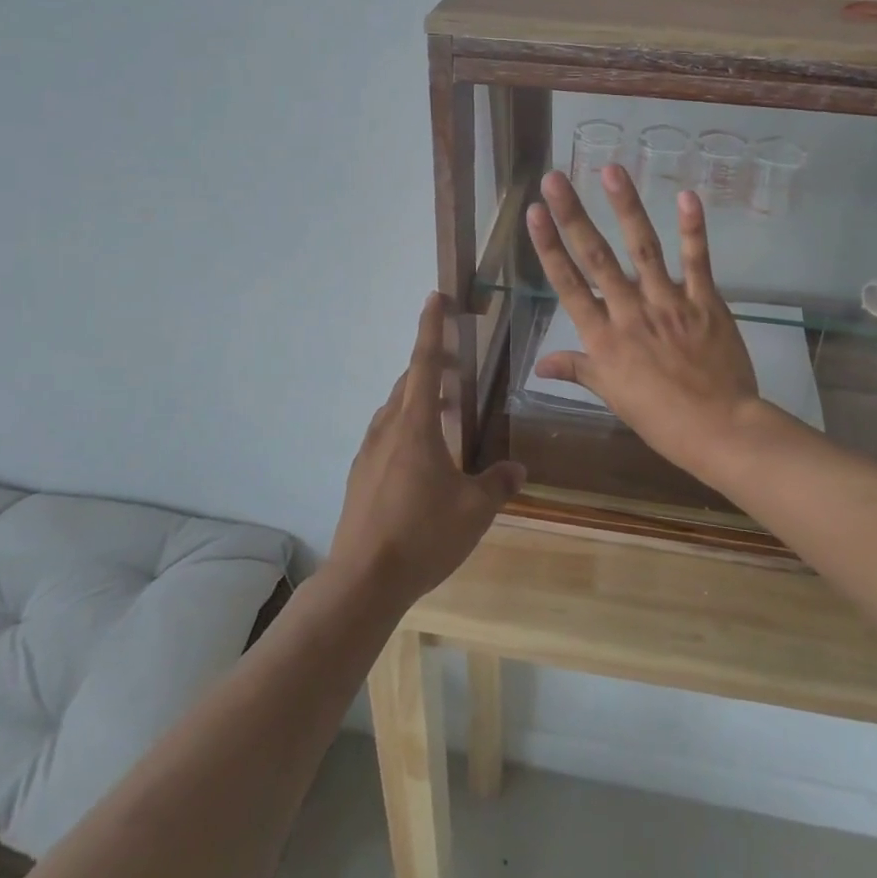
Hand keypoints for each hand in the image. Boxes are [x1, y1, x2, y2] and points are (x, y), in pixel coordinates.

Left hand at [328, 294, 524, 609]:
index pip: (425, 363)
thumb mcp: (473, 511)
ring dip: (420, 399)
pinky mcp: (360, 475)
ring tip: (447, 412)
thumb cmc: (422, 535)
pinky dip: (407, 427)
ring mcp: (369, 452)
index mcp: (415, 425)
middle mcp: (388, 428)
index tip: (435, 297)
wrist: (362, 580)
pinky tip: (423, 457)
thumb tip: (516, 470)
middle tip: (458, 367)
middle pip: (409, 382)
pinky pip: (386, 434)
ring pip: (395, 409)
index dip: (431, 327)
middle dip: (433, 366)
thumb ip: (497, 484)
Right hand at [525, 166, 762, 481]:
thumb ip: (577, 370)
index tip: (534, 213)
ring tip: (610, 170)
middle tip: (555, 178)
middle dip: (573, 215)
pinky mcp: (704, 302)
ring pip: (643, 249)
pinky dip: (692, 229)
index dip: (549, 247)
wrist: (719, 430)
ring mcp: (668, 304)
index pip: (568, 285)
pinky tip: (686, 196)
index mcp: (603, 339)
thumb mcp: (612, 396)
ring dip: (626, 207)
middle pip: (596, 258)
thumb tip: (537, 364)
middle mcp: (630, 313)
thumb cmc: (660, 418)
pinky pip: (696, 261)